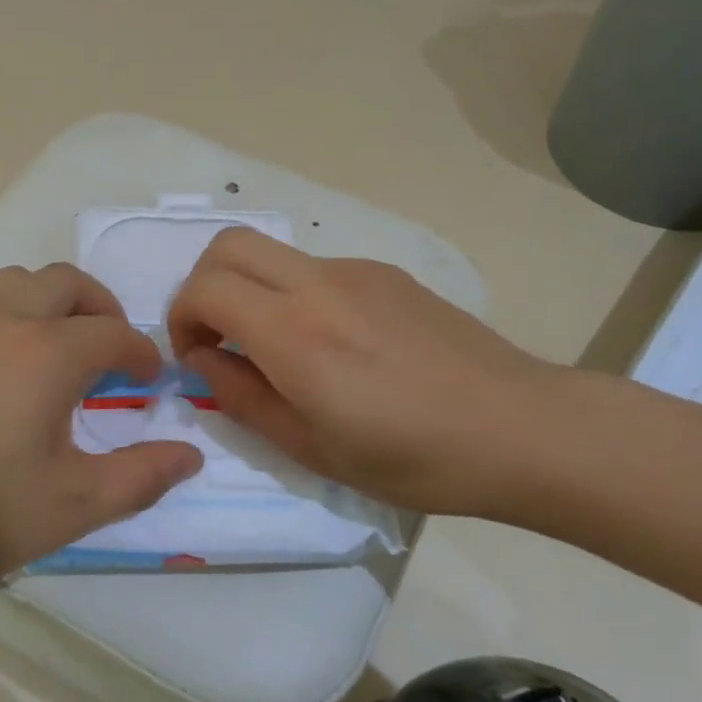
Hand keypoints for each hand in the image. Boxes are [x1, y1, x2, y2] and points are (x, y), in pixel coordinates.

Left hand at [0, 264, 202, 599]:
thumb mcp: (72, 506)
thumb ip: (140, 477)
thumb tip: (190, 457)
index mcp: (47, 352)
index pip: (113, 334)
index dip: (140, 353)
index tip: (148, 379)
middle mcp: (3, 319)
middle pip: (65, 282)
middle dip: (100, 307)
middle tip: (108, 350)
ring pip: (15, 282)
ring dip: (49, 302)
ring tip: (54, 349)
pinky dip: (5, 316)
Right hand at [166, 229, 568, 519]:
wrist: (520, 428)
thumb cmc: (412, 457)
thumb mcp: (310, 448)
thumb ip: (242, 397)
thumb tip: (205, 359)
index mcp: (294, 333)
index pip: (204, 287)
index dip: (181, 318)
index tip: (196, 358)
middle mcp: (318, 284)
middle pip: (227, 244)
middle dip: (202, 285)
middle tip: (219, 338)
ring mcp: (355, 271)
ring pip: (272, 254)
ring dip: (250, 289)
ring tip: (280, 350)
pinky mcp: (386, 273)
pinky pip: (316, 269)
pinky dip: (294, 295)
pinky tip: (335, 346)